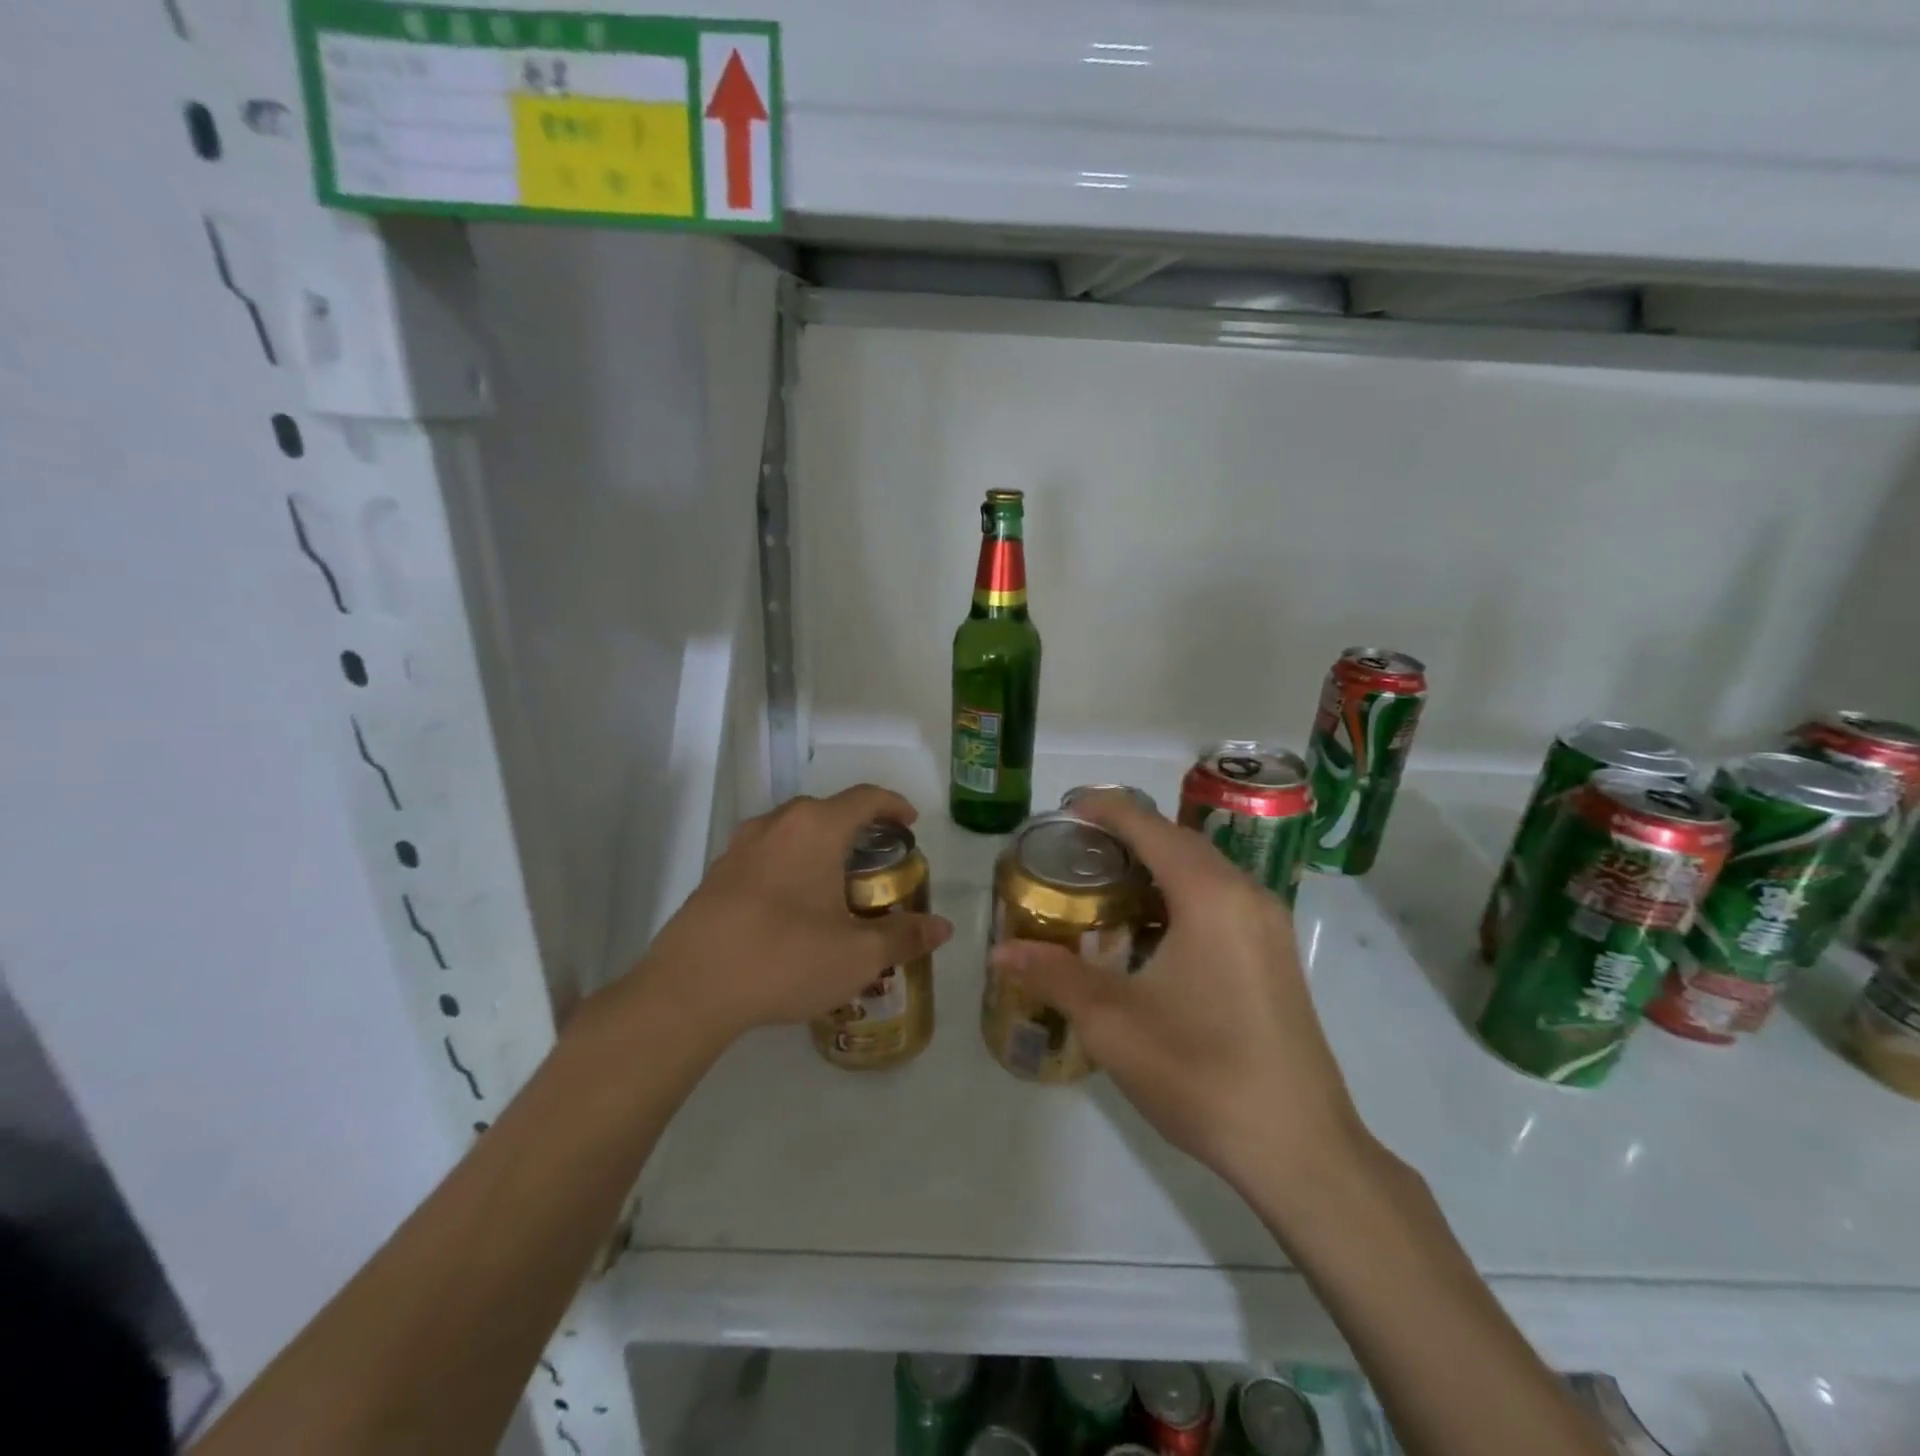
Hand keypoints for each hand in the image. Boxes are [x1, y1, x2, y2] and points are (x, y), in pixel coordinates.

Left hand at [628, 785, 953, 1050]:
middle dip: (857, 829)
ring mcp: (740, 846)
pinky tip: (791, 908)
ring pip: (792, 831)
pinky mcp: (716, 873)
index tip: (910, 824)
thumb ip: (904, 936)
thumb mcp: (857, 955)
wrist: (688, 989)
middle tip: (876, 863)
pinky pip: (765, 854)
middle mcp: (777, 824)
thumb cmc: (784, 959)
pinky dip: (789, 865)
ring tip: (834, 885)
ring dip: (820, 847)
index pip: (865, 798)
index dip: (893, 805)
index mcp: (816, 828)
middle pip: (827, 811)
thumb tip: (942, 927)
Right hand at [989, 793, 1374, 1202]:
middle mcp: (1244, 894)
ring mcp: (1267, 923)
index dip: (1104, 809)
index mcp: (1208, 895)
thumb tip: (1000, 950)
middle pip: (1178, 841)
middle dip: (1127, 834)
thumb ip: (1055, 975)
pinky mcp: (1275, 952)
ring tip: (1104, 884)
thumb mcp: (1114, 1023)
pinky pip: (1220, 897)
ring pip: (1203, 869)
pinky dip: (1180, 892)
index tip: (1063, 811)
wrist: (1300, 1148)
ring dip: (1156, 864)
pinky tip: (1149, 930)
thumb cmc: (1201, 1074)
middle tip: (1074, 850)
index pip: (1148, 827)